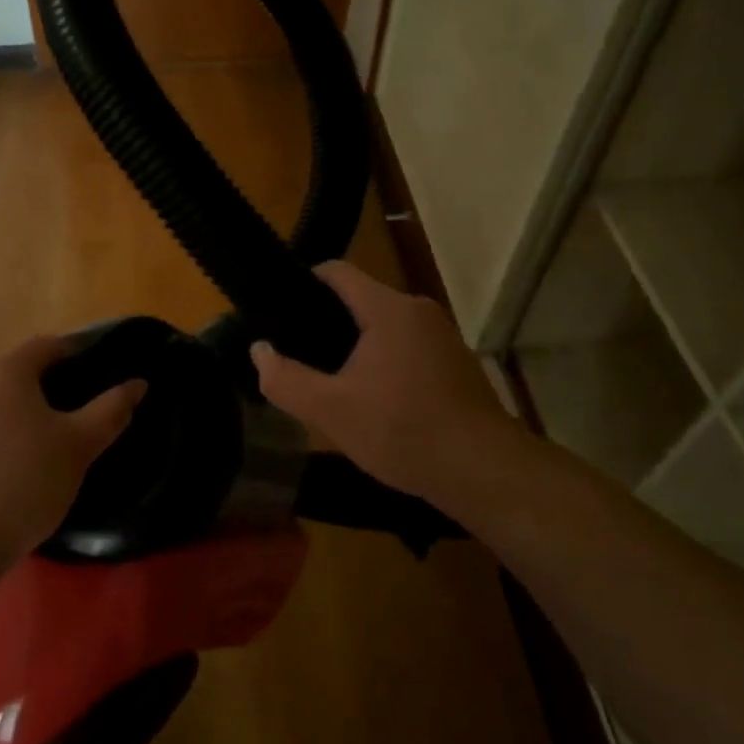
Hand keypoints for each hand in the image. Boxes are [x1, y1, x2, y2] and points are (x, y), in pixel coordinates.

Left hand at [0, 336, 145, 587]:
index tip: (92, 380)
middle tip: (66, 420)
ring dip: (10, 411)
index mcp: (7, 368)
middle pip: (14, 370)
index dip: (74, 357)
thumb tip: (138, 382)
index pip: (48, 345)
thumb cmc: (22, 484)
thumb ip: (110, 410)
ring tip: (31, 446)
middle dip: (42, 388)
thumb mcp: (78, 449)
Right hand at [249, 262, 514, 505]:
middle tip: (299, 355)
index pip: (337, 271)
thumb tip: (259, 351)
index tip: (279, 310)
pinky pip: (407, 346)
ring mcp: (442, 335)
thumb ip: (285, 379)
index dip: (304, 282)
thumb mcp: (331, 411)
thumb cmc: (403, 432)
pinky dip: (384, 361)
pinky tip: (374, 399)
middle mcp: (418, 310)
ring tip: (331, 379)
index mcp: (388, 309)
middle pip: (360, 299)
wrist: (484, 472)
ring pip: (384, 326)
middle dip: (326, 323)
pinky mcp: (456, 362)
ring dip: (356, 346)